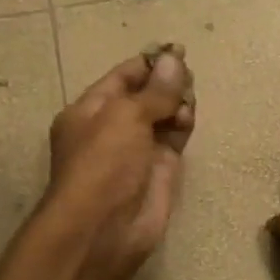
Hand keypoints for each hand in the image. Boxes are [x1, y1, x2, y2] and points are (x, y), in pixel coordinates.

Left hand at [41, 47, 195, 279]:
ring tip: (187, 101)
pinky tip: (188, 118)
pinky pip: (175, 138)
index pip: (123, 77)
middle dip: (167, 83)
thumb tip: (174, 60)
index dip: (149, 63)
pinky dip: (183, 124)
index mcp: (90, 111)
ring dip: (177, 103)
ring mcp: (138, 150)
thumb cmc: (103, 164)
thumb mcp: (125, 117)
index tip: (177, 50)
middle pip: (146, 95)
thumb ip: (154, 91)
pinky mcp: (160, 169)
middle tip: (187, 75)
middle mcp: (113, 128)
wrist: (105, 229)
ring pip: (164, 115)